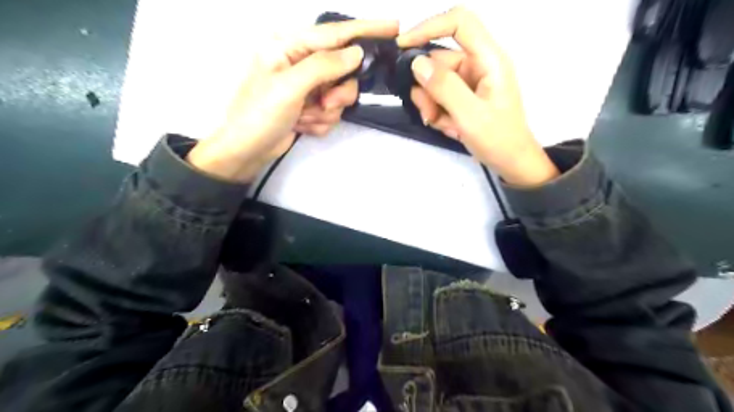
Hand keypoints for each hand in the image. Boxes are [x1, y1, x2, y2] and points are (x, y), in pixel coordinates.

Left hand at [186, 18, 397, 183]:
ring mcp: (308, 87)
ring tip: (304, 118)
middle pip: (343, 70)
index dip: (366, 30)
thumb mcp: (289, 86)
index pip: (335, 34)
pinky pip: (332, 112)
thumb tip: (356, 52)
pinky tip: (301, 126)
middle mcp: (301, 63)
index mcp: (290, 46)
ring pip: (340, 95)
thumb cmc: (259, 114)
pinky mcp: (311, 107)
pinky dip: (320, 122)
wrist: (246, 151)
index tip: (394, 27)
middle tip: (324, 104)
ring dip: (326, 112)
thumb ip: (324, 66)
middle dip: (338, 92)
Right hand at [399, 6, 560, 185]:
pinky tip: (448, 127)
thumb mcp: (470, 115)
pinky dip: (437, 112)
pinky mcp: (464, 96)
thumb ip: (444, 87)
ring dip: (431, 104)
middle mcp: (478, 65)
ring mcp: (470, 81)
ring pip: (435, 81)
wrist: (511, 162)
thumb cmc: (498, 139)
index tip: (403, 46)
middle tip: (429, 115)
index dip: (429, 27)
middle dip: (428, 88)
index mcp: (488, 59)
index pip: (459, 23)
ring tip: (441, 124)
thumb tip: (417, 63)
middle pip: (439, 61)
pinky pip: (440, 96)